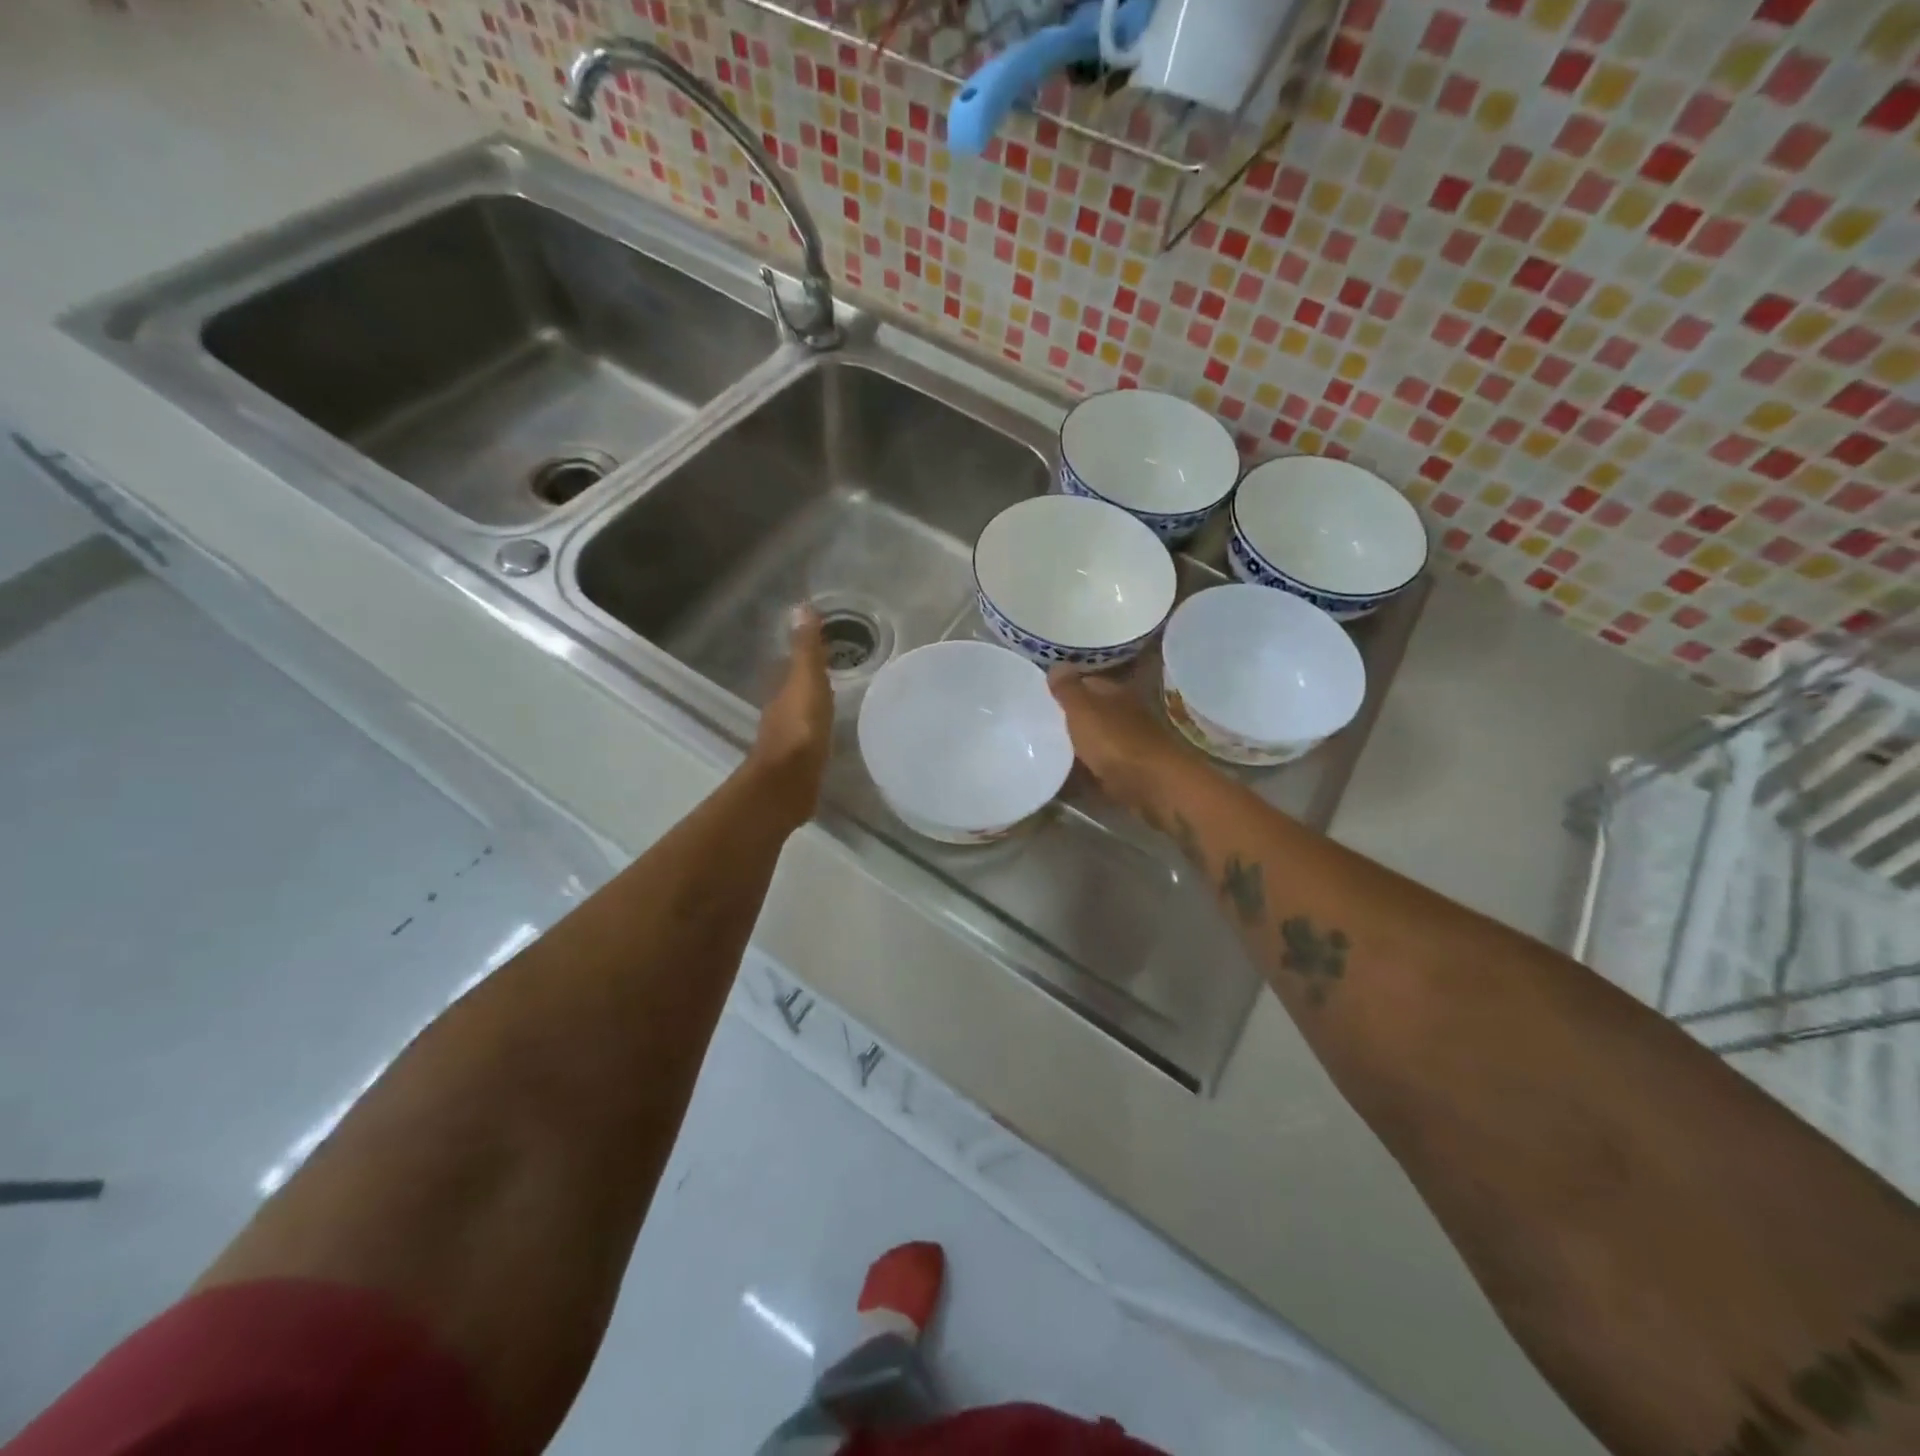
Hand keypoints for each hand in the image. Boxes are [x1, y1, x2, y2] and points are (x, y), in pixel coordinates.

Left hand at [750, 605, 833, 826]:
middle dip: (811, 681)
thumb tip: (801, 607)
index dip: (806, 654)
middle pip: (795, 691)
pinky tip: (831, 735)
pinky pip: (809, 739)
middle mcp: (780, 713)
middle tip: (837, 671)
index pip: (792, 665)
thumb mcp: (807, 681)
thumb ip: (806, 649)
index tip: (827, 644)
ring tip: (837, 701)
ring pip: (801, 715)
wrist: (788, 784)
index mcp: (783, 692)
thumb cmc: (801, 728)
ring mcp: (788, 741)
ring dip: (814, 707)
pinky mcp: (798, 765)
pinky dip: (818, 732)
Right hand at [1047, 667, 1189, 816]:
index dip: (1065, 687)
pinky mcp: (1128, 772)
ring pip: (1096, 739)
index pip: (1087, 682)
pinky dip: (1085, 769)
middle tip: (1037, 724)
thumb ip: (1068, 689)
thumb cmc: (1115, 740)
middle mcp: (1124, 714)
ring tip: (1046, 749)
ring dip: (1077, 744)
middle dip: (1069, 717)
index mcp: (1115, 693)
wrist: (1153, 785)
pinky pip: (1100, 766)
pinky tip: (1066, 774)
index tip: (1039, 695)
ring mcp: (1129, 744)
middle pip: (1092, 712)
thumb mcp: (1083, 709)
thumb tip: (1057, 663)